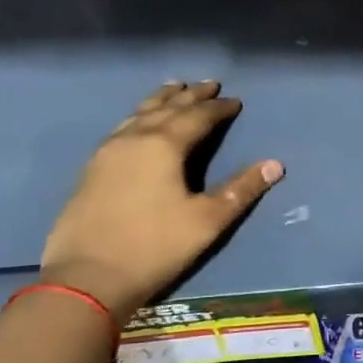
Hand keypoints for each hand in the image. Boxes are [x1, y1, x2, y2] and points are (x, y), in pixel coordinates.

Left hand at [40, 81, 282, 319]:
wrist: (86, 279)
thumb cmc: (155, 247)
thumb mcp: (207, 220)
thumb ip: (241, 190)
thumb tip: (275, 164)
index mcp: (164, 145)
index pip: (198, 117)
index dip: (219, 108)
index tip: (236, 101)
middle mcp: (134, 139)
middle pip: (167, 108)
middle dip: (190, 96)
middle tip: (208, 84)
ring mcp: (107, 152)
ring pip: (139, 114)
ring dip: (160, 100)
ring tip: (173, 88)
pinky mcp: (91, 169)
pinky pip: (122, 128)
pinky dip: (139, 116)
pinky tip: (138, 123)